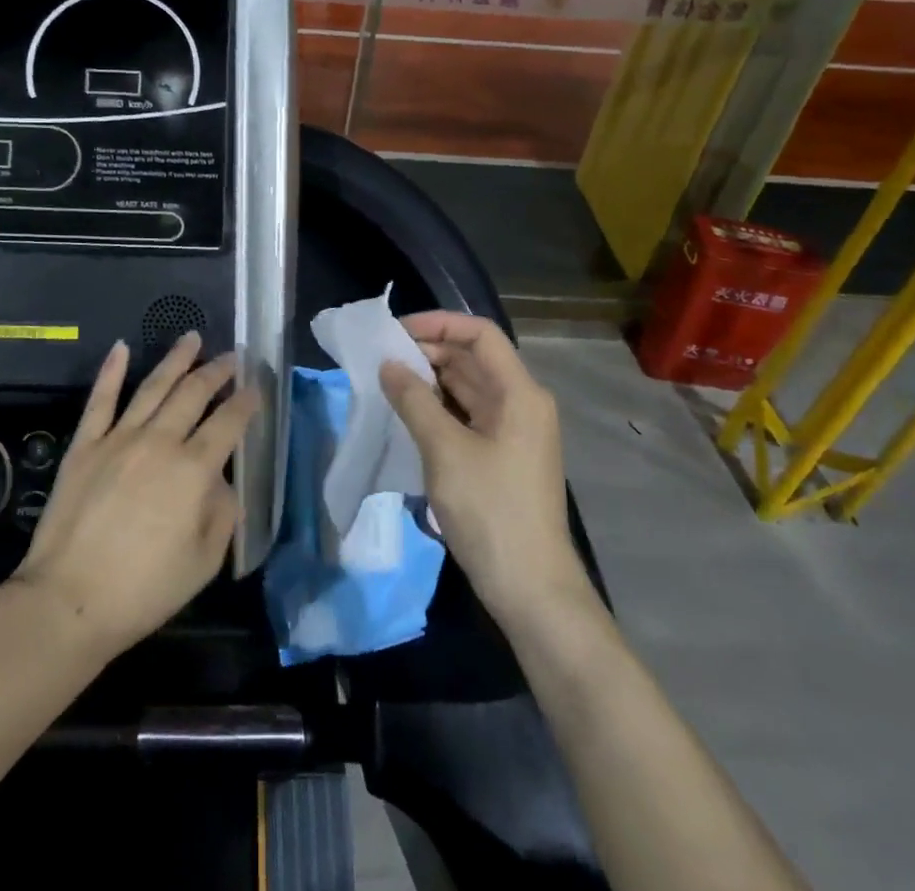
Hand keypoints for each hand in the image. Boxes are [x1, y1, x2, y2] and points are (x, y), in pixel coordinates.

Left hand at [12, 334, 259, 659]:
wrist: (69, 600)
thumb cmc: (144, 589)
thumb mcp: (204, 562)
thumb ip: (221, 513)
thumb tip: (221, 481)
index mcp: (194, 470)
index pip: (228, 423)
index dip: (245, 401)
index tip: (256, 387)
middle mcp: (160, 442)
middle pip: (194, 394)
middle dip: (217, 371)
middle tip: (231, 357)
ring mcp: (119, 438)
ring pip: (153, 386)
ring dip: (176, 359)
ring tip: (192, 338)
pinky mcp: (85, 445)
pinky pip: (101, 400)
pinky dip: (111, 370)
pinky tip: (121, 347)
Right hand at [378, 312, 579, 623]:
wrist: (531, 590)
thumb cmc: (491, 512)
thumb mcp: (445, 451)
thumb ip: (414, 401)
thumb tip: (388, 365)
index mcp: (520, 393)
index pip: (480, 334)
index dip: (439, 324)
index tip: (397, 332)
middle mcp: (522, 404)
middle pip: (474, 358)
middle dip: (429, 351)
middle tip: (383, 358)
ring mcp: (514, 432)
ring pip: (469, 388)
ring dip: (431, 380)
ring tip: (388, 382)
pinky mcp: (503, 457)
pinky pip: (468, 415)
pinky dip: (439, 407)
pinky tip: (408, 414)